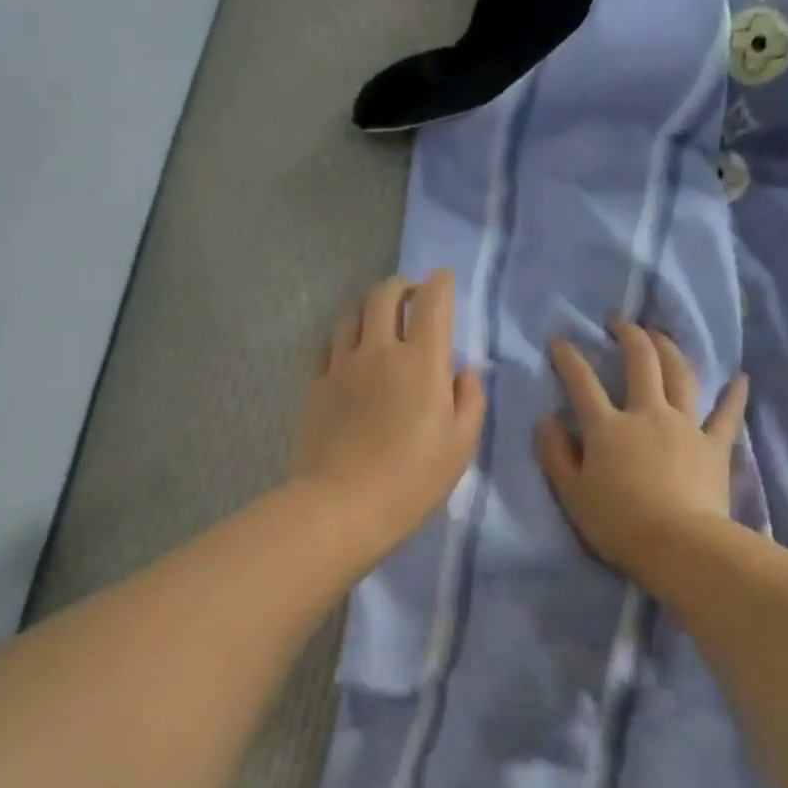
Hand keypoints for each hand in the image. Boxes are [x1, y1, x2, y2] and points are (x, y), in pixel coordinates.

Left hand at [291, 270, 485, 558]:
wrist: (342, 505)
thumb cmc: (412, 480)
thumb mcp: (460, 446)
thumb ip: (470, 400)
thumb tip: (465, 370)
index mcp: (422, 361)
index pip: (433, 301)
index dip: (441, 284)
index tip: (445, 283)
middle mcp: (380, 350)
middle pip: (385, 295)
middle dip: (402, 287)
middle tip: (412, 297)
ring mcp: (342, 365)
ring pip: (351, 313)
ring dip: (369, 307)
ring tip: (379, 321)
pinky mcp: (316, 385)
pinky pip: (329, 345)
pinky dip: (344, 337)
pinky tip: (350, 353)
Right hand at [535, 321, 747, 576]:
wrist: (677, 543)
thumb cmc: (617, 522)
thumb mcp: (571, 492)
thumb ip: (555, 453)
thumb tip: (546, 421)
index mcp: (608, 427)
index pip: (582, 383)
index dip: (569, 359)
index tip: (560, 340)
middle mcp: (647, 414)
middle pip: (641, 363)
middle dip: (629, 336)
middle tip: (620, 321)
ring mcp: (685, 426)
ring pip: (681, 376)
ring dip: (670, 349)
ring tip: (661, 335)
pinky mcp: (714, 446)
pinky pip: (726, 415)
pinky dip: (734, 396)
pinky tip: (741, 379)